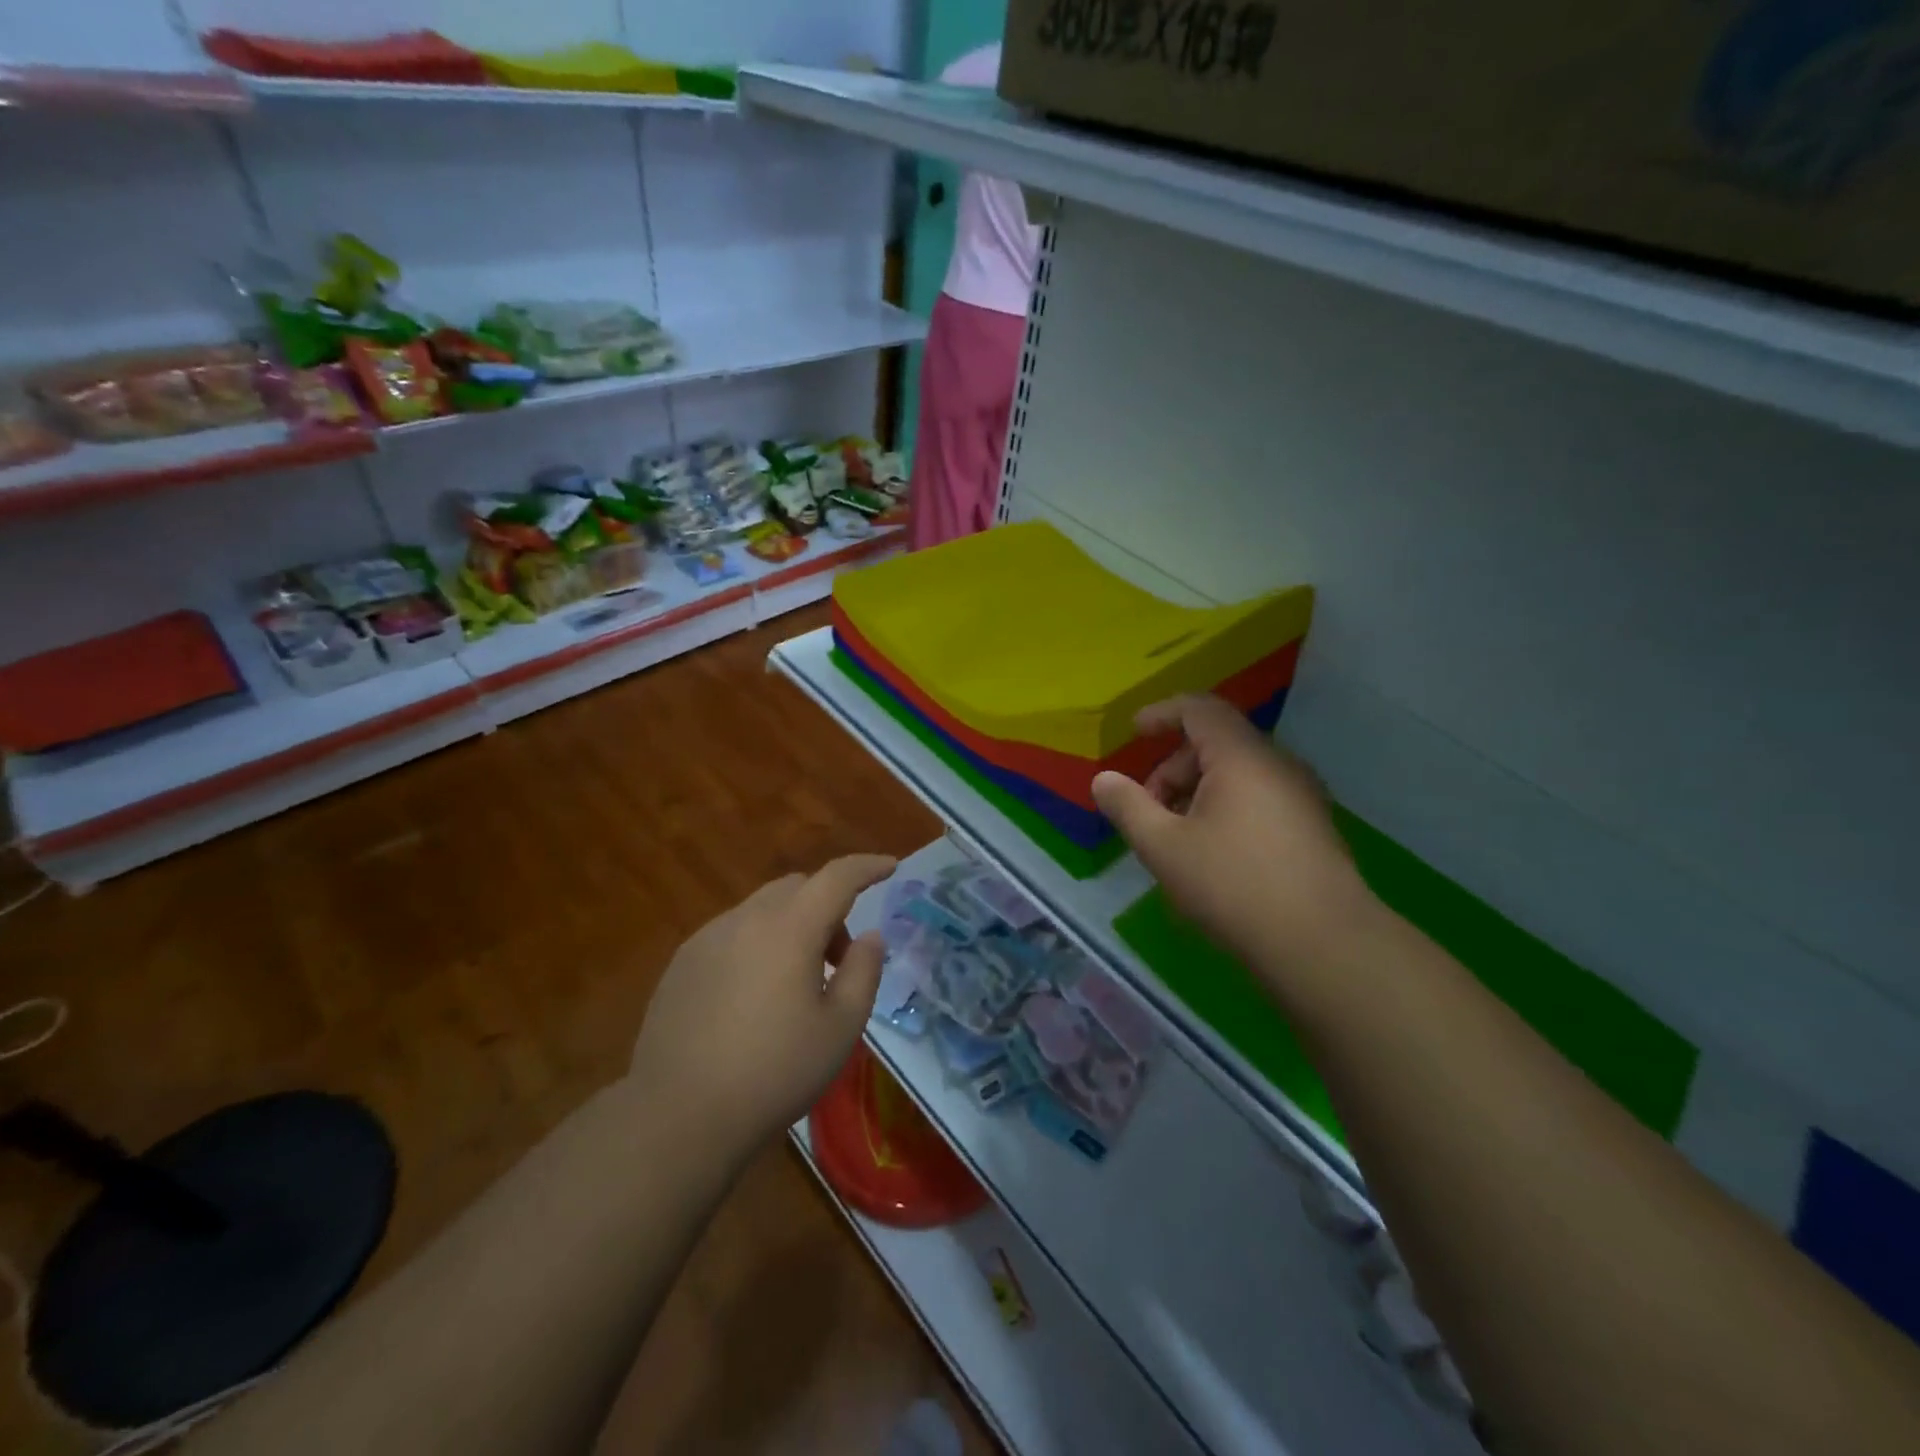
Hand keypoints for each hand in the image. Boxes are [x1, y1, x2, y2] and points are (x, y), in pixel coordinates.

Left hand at [630, 854, 895, 1150]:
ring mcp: (707, 938)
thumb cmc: (774, 1072)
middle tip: (840, 958)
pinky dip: (758, 942)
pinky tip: (753, 996)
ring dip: (791, 925)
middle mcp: (745, 919)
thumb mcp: (840, 1028)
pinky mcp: (682, 963)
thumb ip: (864, 972)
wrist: (678, 1116)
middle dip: (828, 906)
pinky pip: (732, 932)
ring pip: (762, 908)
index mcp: (789, 929)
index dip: (868, 867)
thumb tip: (869, 936)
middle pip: (797, 886)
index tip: (891, 867)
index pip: (837, 877)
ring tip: (796, 982)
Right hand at [1091, 697, 1378, 981]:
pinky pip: (1258, 796)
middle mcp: (1277, 765)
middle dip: (1173, 767)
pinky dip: (1225, 807)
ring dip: (1197, 791)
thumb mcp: (1163, 847)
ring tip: (1176, 838)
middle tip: (1148, 810)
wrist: (1324, 944)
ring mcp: (1301, 795)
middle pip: (1216, 743)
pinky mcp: (1312, 826)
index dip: (1162, 713)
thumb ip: (1128, 806)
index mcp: (1241, 757)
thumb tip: (1103, 780)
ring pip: (1238, 773)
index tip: (1135, 732)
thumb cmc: (1233, 885)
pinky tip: (1213, 854)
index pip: (1200, 709)